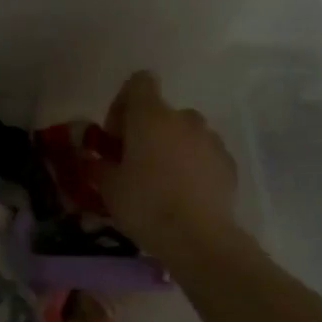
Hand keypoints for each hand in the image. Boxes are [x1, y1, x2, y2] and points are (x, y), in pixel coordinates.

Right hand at [100, 71, 242, 258]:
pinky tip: (184, 194)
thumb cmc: (146, 205)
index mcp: (150, 116)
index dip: (123, 102)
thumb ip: (98, 165)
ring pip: (185, 133)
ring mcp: (211, 140)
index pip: (139, 82)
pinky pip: (204, 154)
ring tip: (161, 181)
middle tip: (133, 163)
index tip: (115, 135)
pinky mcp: (228, 163)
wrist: (199, 238)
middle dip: (146, 131)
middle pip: (161, 112)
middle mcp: (184, 119)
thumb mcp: (108, 187)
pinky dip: (192, 165)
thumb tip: (93, 158)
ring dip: (171, 147)